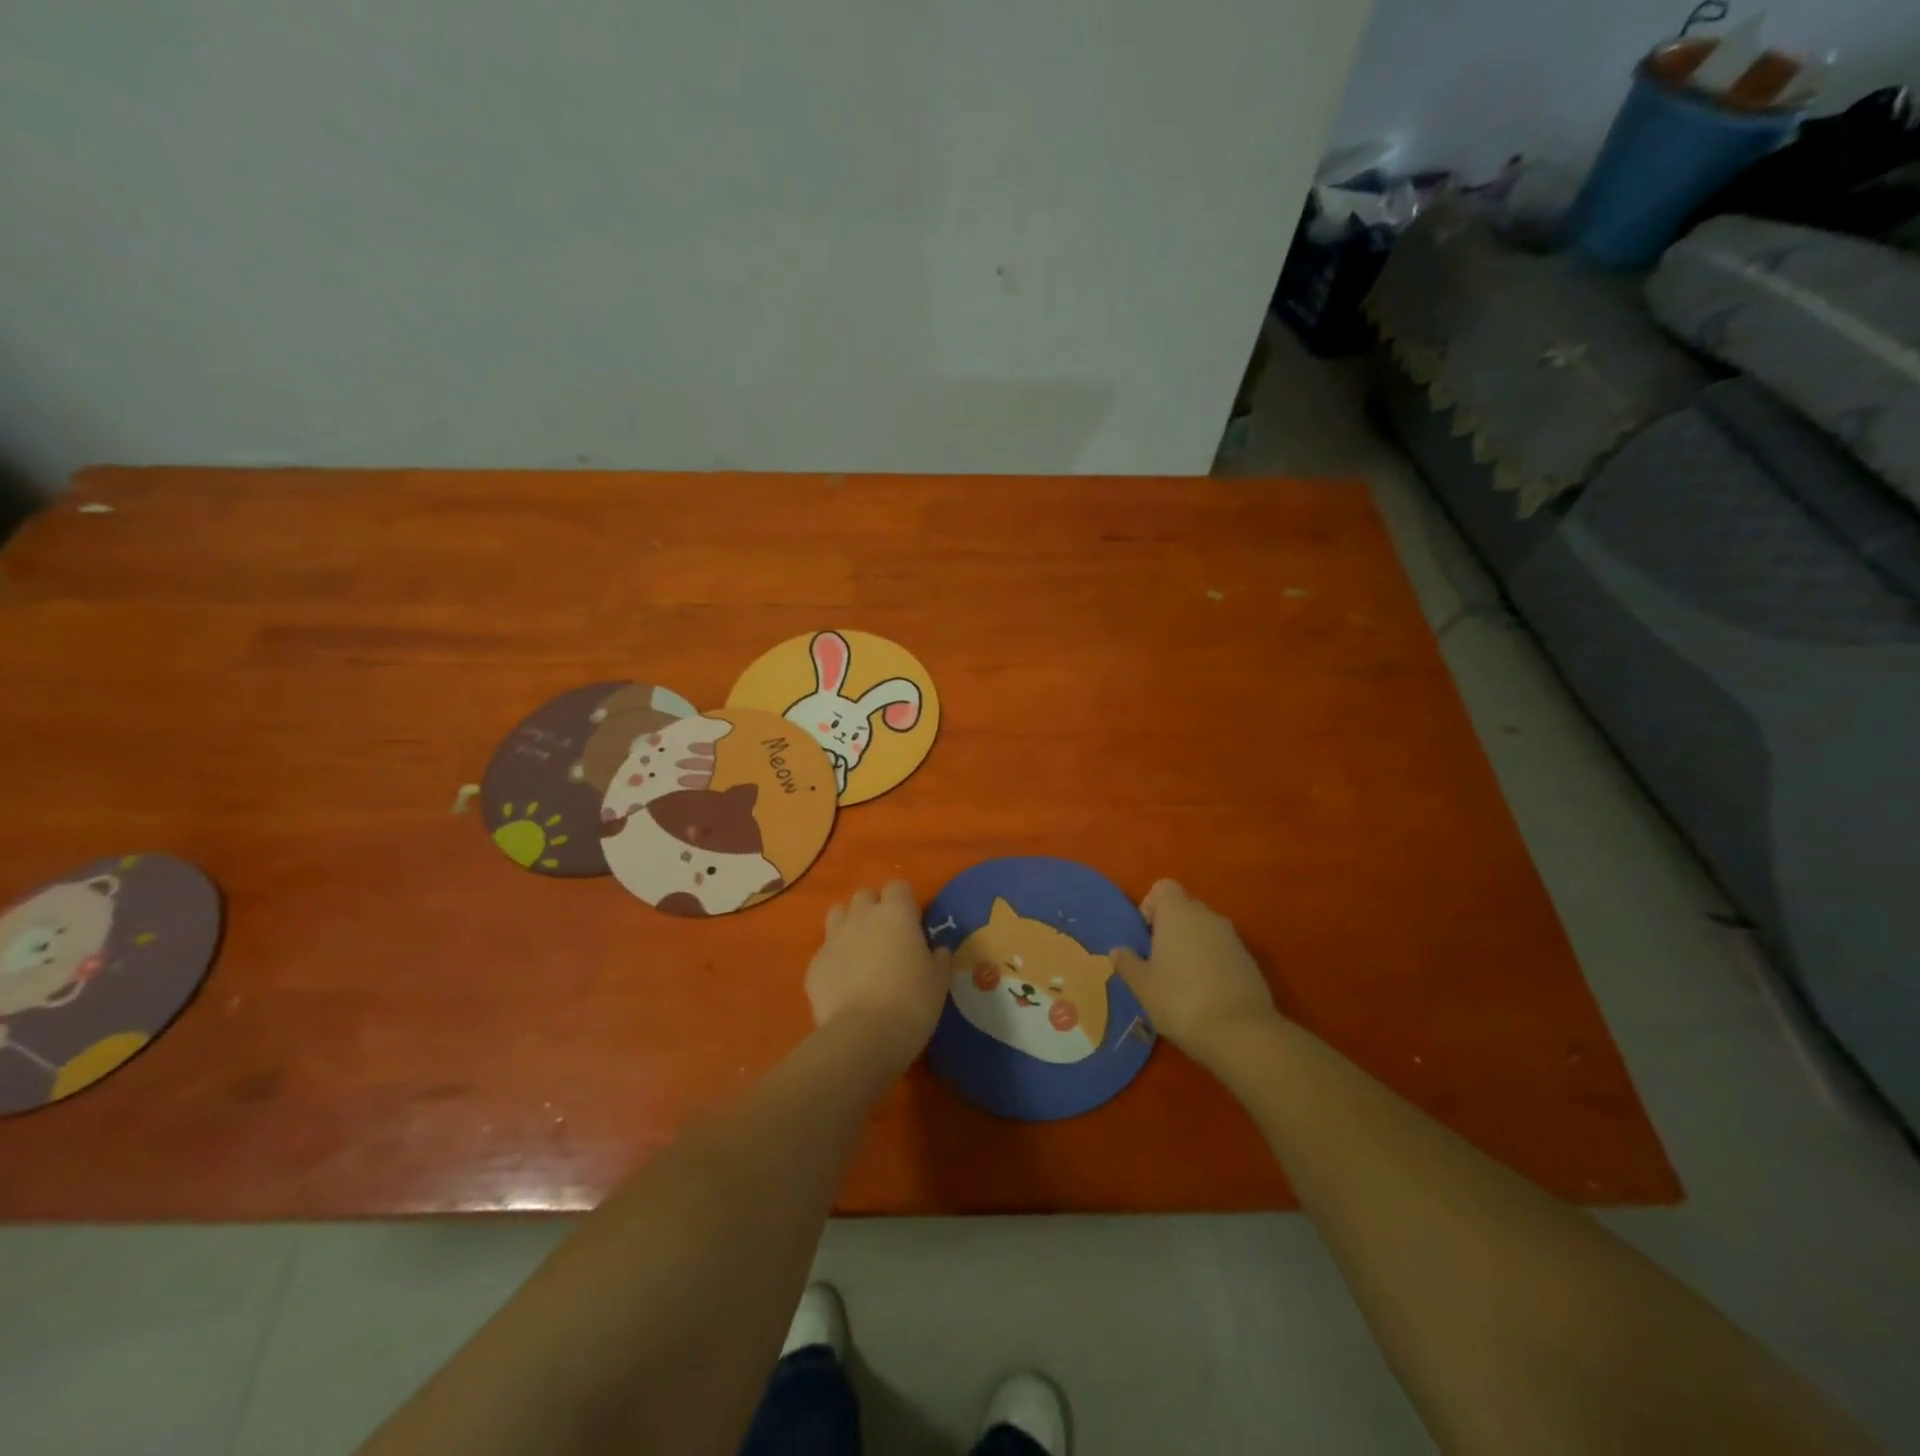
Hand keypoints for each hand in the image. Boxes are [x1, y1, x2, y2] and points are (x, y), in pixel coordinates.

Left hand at [808, 882, 951, 1069]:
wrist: (864, 1035)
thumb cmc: (912, 1002)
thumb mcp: (938, 980)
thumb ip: (938, 957)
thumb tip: (937, 949)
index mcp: (896, 914)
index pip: (898, 886)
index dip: (905, 901)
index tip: (912, 922)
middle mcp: (862, 917)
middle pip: (864, 895)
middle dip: (874, 908)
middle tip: (886, 935)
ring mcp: (834, 938)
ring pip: (838, 913)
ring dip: (849, 923)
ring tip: (860, 949)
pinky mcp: (814, 964)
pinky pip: (825, 950)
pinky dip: (834, 958)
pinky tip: (844, 981)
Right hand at [1110, 880, 1281, 1065]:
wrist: (1241, 1033)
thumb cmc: (1180, 1001)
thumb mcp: (1143, 986)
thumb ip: (1128, 963)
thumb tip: (1118, 950)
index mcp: (1178, 914)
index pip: (1163, 888)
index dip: (1151, 906)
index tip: (1146, 936)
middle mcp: (1207, 917)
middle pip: (1185, 907)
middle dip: (1171, 927)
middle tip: (1160, 960)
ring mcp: (1232, 938)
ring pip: (1205, 929)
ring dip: (1192, 944)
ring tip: (1182, 979)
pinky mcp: (1249, 960)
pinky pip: (1222, 949)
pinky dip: (1212, 961)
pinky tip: (1206, 992)